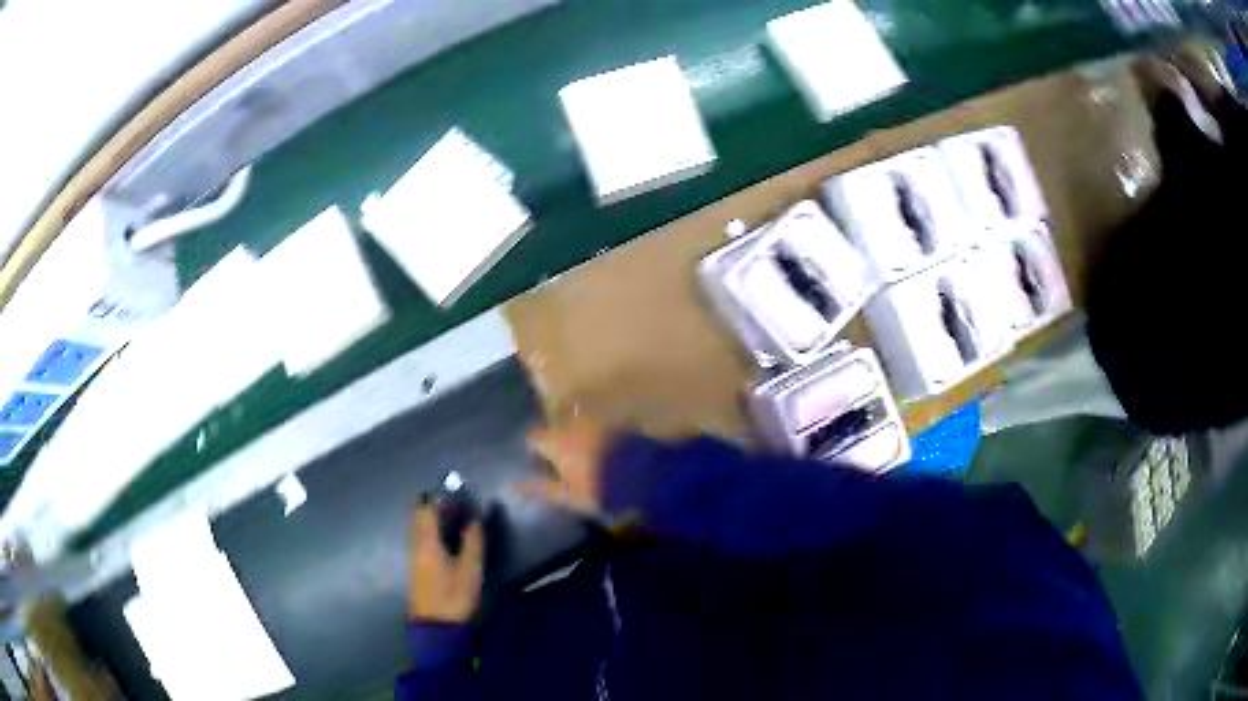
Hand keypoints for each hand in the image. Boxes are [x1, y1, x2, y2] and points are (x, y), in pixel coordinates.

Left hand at [409, 504, 482, 622]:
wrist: (436, 626)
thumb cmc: (454, 595)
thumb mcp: (470, 569)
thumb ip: (472, 542)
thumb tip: (474, 520)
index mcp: (426, 542)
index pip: (426, 509)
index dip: (440, 499)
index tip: (457, 495)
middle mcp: (416, 545)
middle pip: (419, 517)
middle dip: (436, 508)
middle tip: (458, 507)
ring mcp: (414, 557)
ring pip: (420, 529)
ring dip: (434, 521)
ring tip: (457, 522)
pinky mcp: (417, 568)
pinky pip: (422, 540)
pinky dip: (433, 534)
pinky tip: (449, 541)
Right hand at [518, 415, 613, 514]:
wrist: (643, 474)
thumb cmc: (599, 487)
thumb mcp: (567, 495)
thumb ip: (541, 489)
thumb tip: (514, 486)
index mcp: (556, 440)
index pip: (533, 438)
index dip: (534, 452)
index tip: (539, 466)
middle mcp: (572, 424)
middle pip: (555, 427)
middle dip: (555, 440)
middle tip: (562, 461)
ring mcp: (596, 420)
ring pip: (578, 425)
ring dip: (577, 436)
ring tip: (584, 456)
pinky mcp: (616, 421)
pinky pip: (599, 425)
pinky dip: (596, 435)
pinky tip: (604, 450)